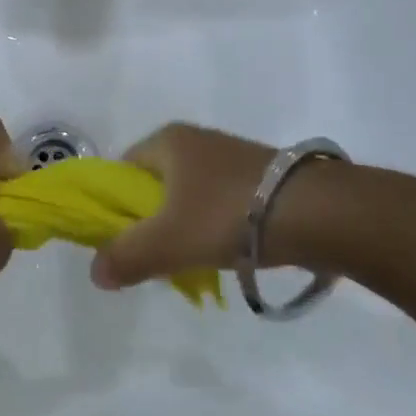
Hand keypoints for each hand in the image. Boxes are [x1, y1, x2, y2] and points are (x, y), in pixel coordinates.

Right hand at [92, 123, 356, 289]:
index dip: (114, 206)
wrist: (319, 213)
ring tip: (194, 261)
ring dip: (185, 227)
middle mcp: (196, 140)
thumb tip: (95, 274)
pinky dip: (216, 227)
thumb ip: (127, 257)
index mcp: (167, 140)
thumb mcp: (168, 241)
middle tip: (157, 256)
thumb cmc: (228, 215)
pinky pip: (221, 202)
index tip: (122, 240)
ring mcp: (231, 157)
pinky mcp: (262, 177)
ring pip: (189, 196)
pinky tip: (228, 253)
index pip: (121, 170)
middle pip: (155, 185)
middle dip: (151, 222)